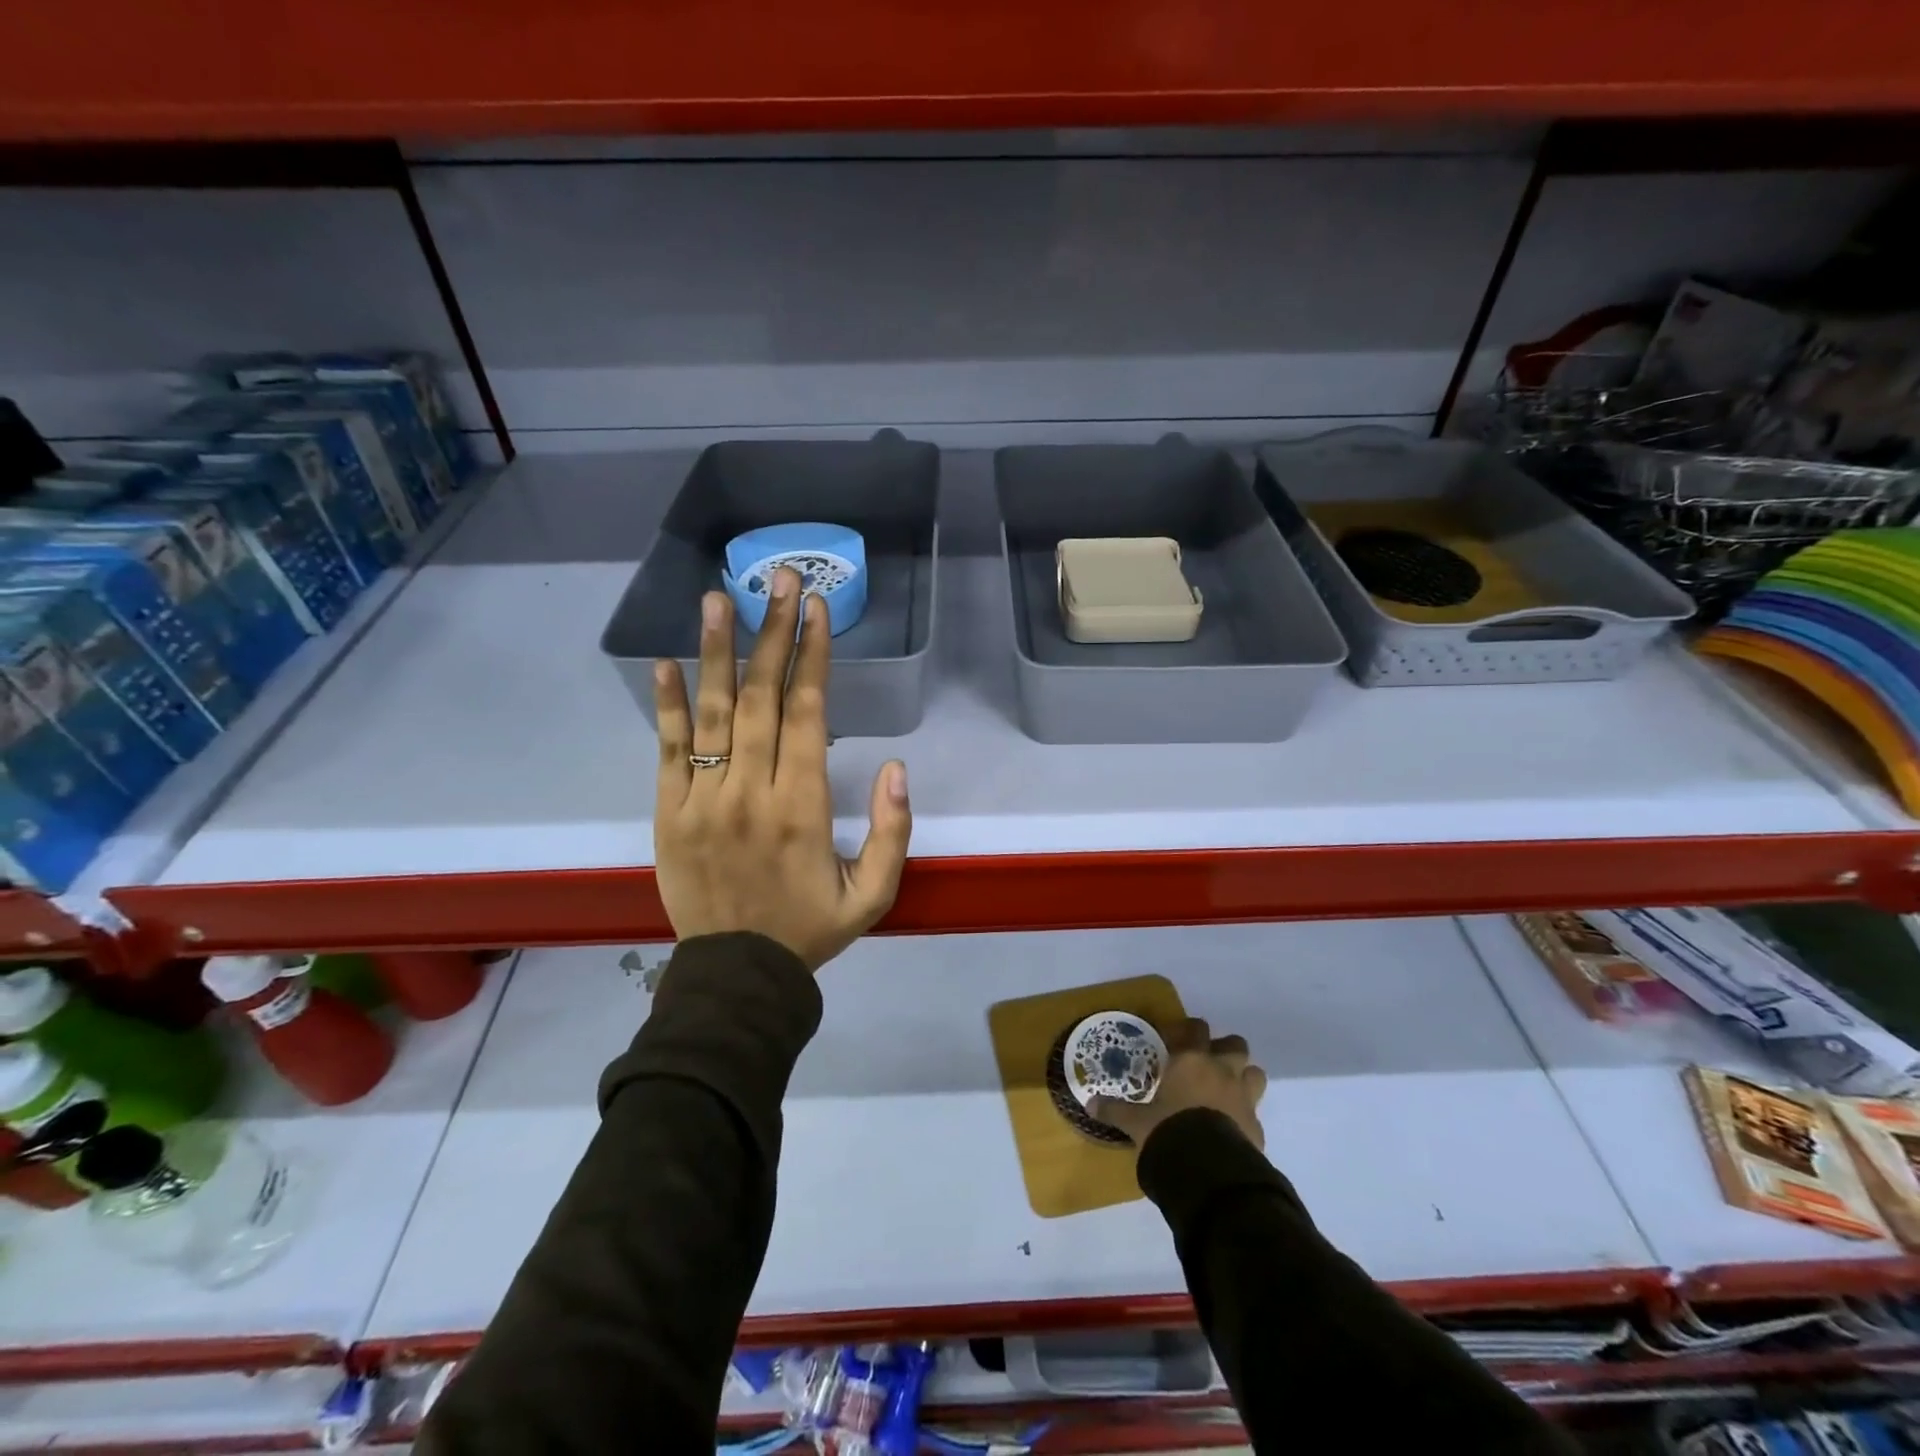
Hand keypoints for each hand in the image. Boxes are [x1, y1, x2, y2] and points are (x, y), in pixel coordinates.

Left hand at [652, 567, 911, 971]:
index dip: (813, 655)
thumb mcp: (874, 895)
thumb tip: (898, 767)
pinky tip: (666, 663)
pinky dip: (667, 705)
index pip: (808, 713)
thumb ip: (893, 832)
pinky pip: (667, 750)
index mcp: (803, 806)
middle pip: (762, 697)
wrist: (737, 976)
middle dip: (773, 632)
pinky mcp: (667, 813)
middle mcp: (751, 791)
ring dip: (717, 651)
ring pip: (713, 713)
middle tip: (778, 578)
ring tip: (718, 598)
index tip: (816, 608)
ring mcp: (702, 799)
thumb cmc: (811, 930)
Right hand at [1091, 1017, 1267, 1150]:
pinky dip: (1245, 1115)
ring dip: (1243, 1077)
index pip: (1196, 1029)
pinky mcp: (1257, 1126)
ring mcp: (1244, 1098)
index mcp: (1191, 1061)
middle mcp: (1221, 1071)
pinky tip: (1232, 1127)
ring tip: (1227, 1090)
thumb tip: (1090, 1104)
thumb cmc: (1168, 1131)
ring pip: (1255, 1073)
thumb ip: (1115, 1110)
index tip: (1179, 1038)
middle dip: (1225, 1050)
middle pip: (1235, 1045)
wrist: (1208, 1170)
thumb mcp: (1136, 1122)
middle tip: (1209, 1063)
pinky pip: (1255, 1112)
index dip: (1190, 1030)